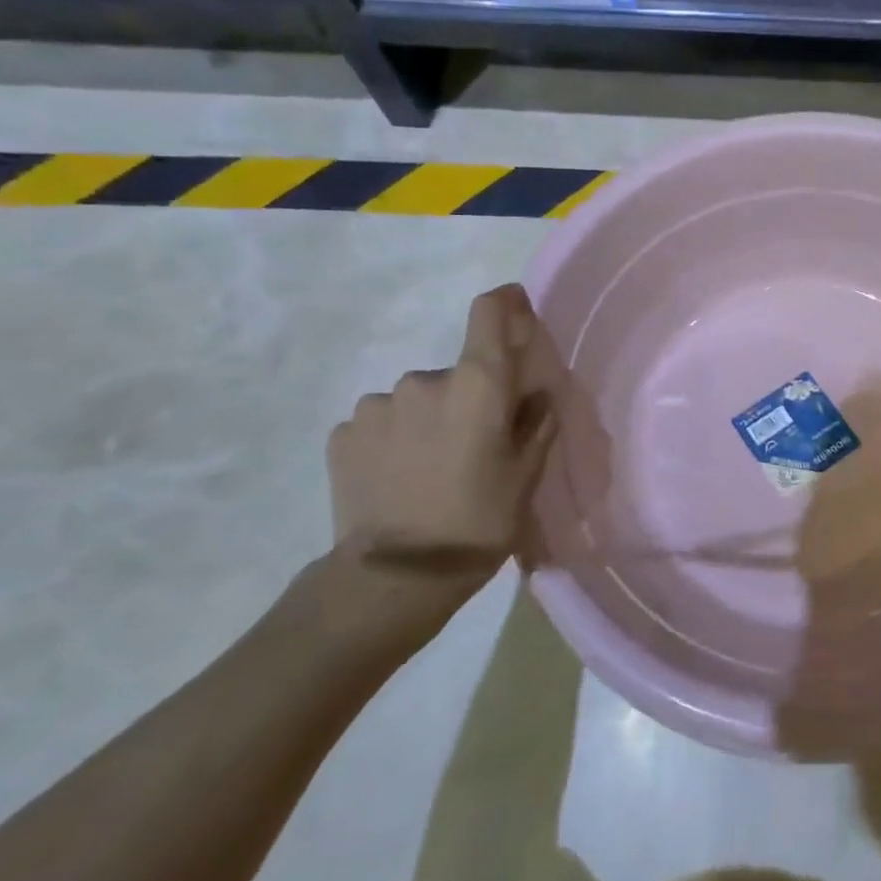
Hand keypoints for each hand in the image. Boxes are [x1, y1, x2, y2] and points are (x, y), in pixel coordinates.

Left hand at [301, 284, 558, 657]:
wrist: (394, 578)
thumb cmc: (477, 524)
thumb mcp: (524, 478)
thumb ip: (535, 424)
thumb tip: (537, 392)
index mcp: (476, 385)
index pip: (489, 313)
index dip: (506, 303)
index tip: (516, 306)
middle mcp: (424, 379)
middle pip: (455, 372)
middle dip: (467, 399)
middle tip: (472, 448)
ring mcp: (376, 404)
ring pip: (415, 400)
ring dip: (427, 420)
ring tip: (429, 470)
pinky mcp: (343, 432)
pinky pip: (381, 422)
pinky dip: (394, 439)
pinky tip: (397, 478)